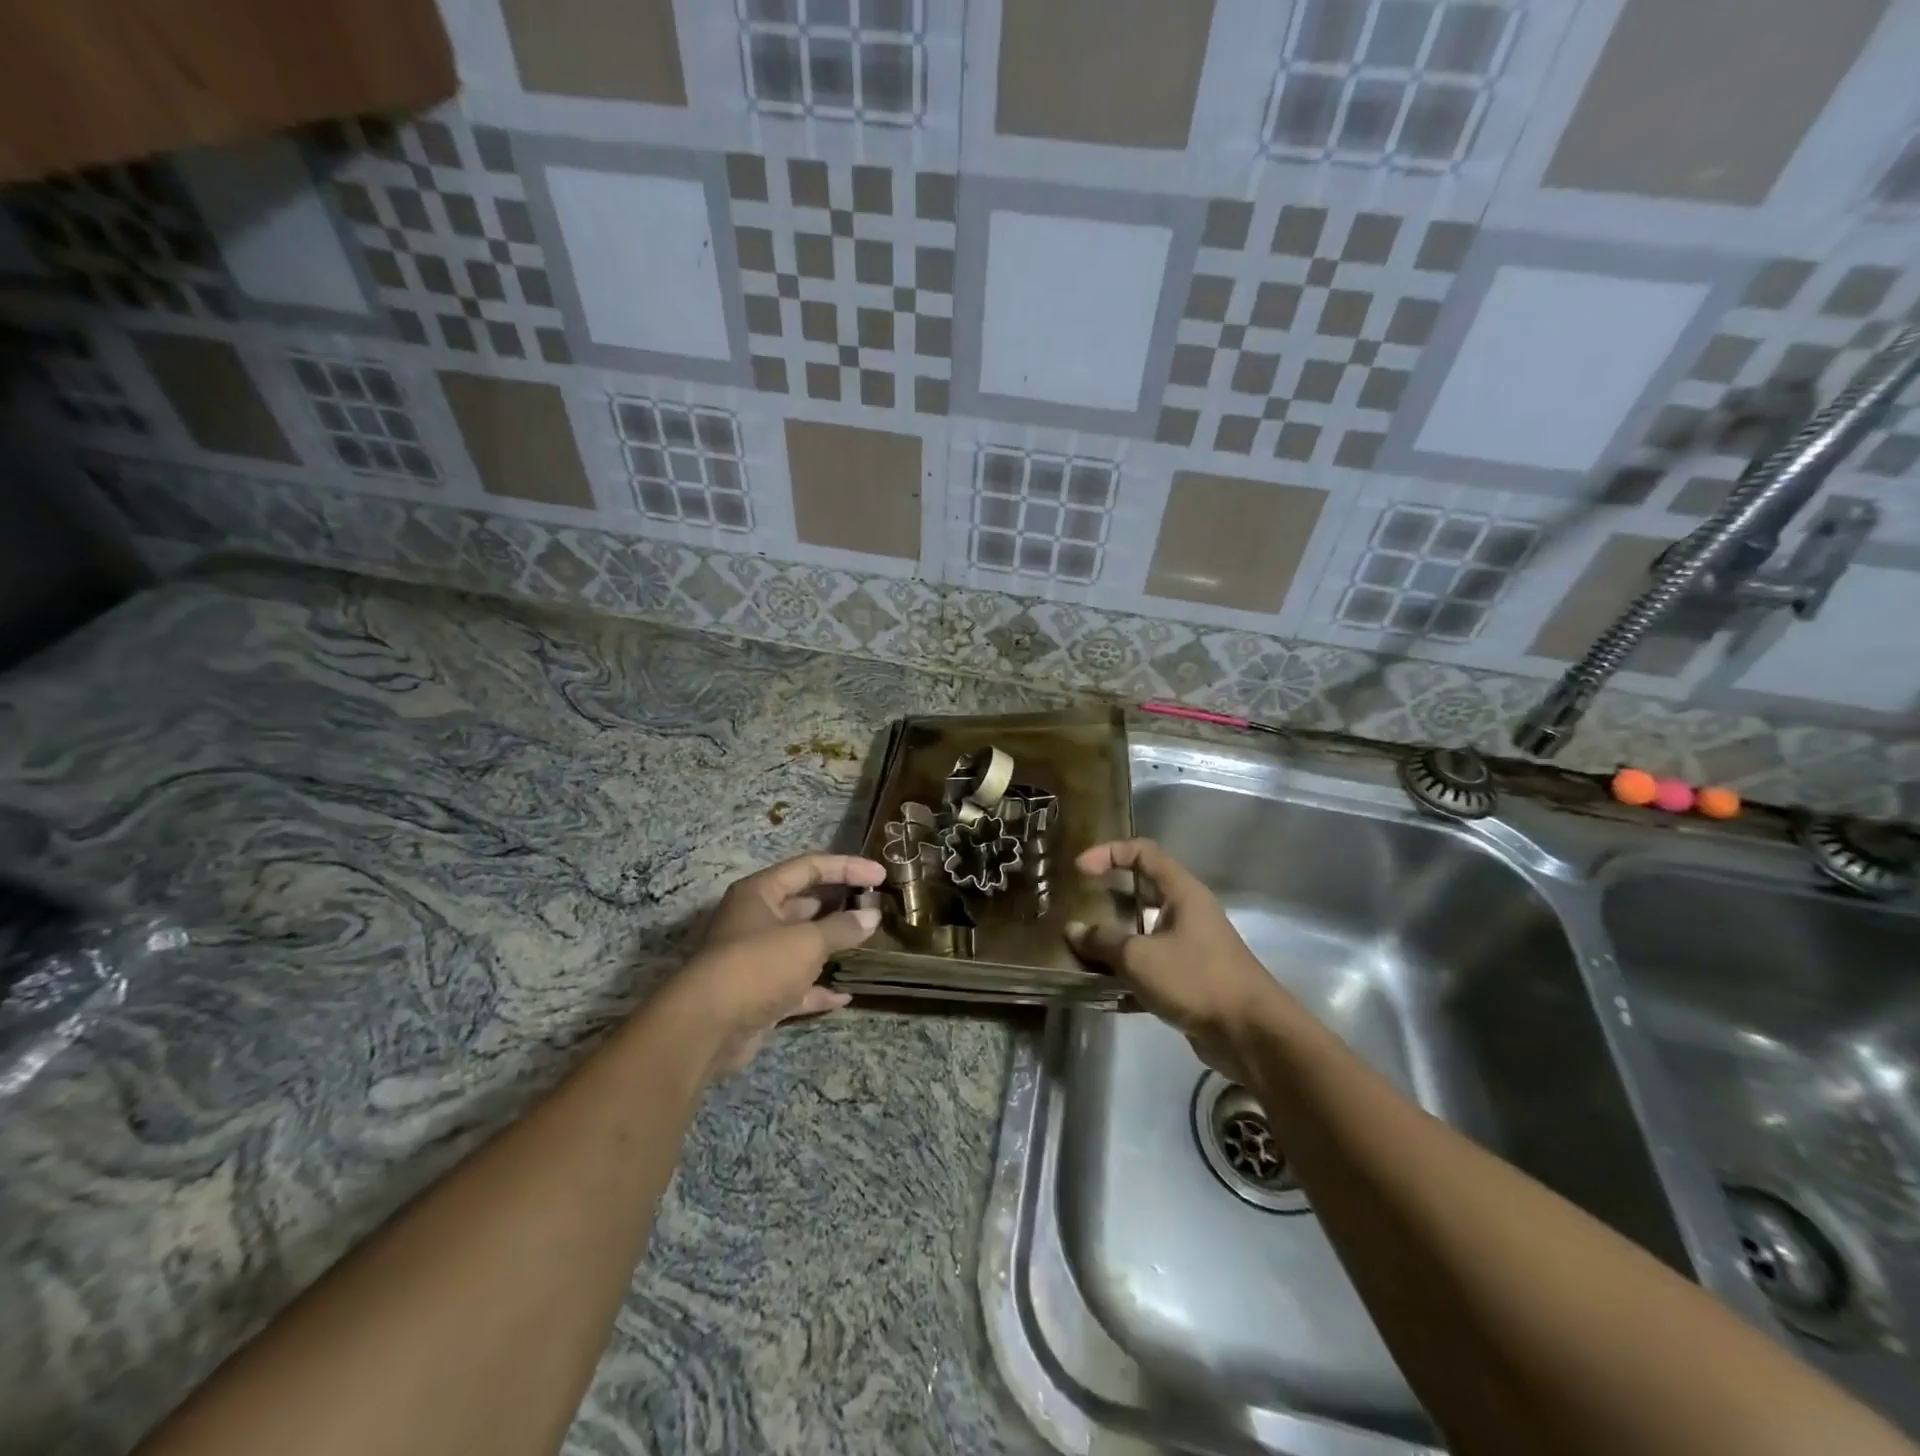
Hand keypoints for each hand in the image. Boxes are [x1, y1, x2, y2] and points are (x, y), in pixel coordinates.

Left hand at [668, 852, 884, 1078]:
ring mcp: (756, 959)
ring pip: (801, 945)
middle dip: (840, 904)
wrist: (705, 1028)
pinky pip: (796, 985)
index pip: (810, 867)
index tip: (881, 876)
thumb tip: (871, 917)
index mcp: (760, 892)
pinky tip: (846, 995)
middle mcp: (756, 920)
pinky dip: (819, 988)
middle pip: (805, 903)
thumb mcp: (807, 941)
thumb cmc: (757, 966)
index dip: (847, 867)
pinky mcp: (758, 995)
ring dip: (831, 945)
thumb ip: (842, 927)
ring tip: (867, 943)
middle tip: (876, 907)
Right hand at [1065, 839, 1287, 1081]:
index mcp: (1182, 893)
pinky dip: (1127, 975)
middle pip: (1142, 892)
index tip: (1079, 870)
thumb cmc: (1196, 979)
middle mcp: (1187, 913)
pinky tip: (1101, 991)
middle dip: (1107, 898)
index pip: (1143, 853)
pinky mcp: (1189, 980)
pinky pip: (1150, 967)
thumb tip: (1072, 930)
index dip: (1109, 853)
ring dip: (1113, 941)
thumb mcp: (1139, 957)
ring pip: (1143, 933)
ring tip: (1080, 950)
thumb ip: (1102, 942)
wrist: (1250, 1034)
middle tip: (1077, 906)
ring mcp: (1190, 947)